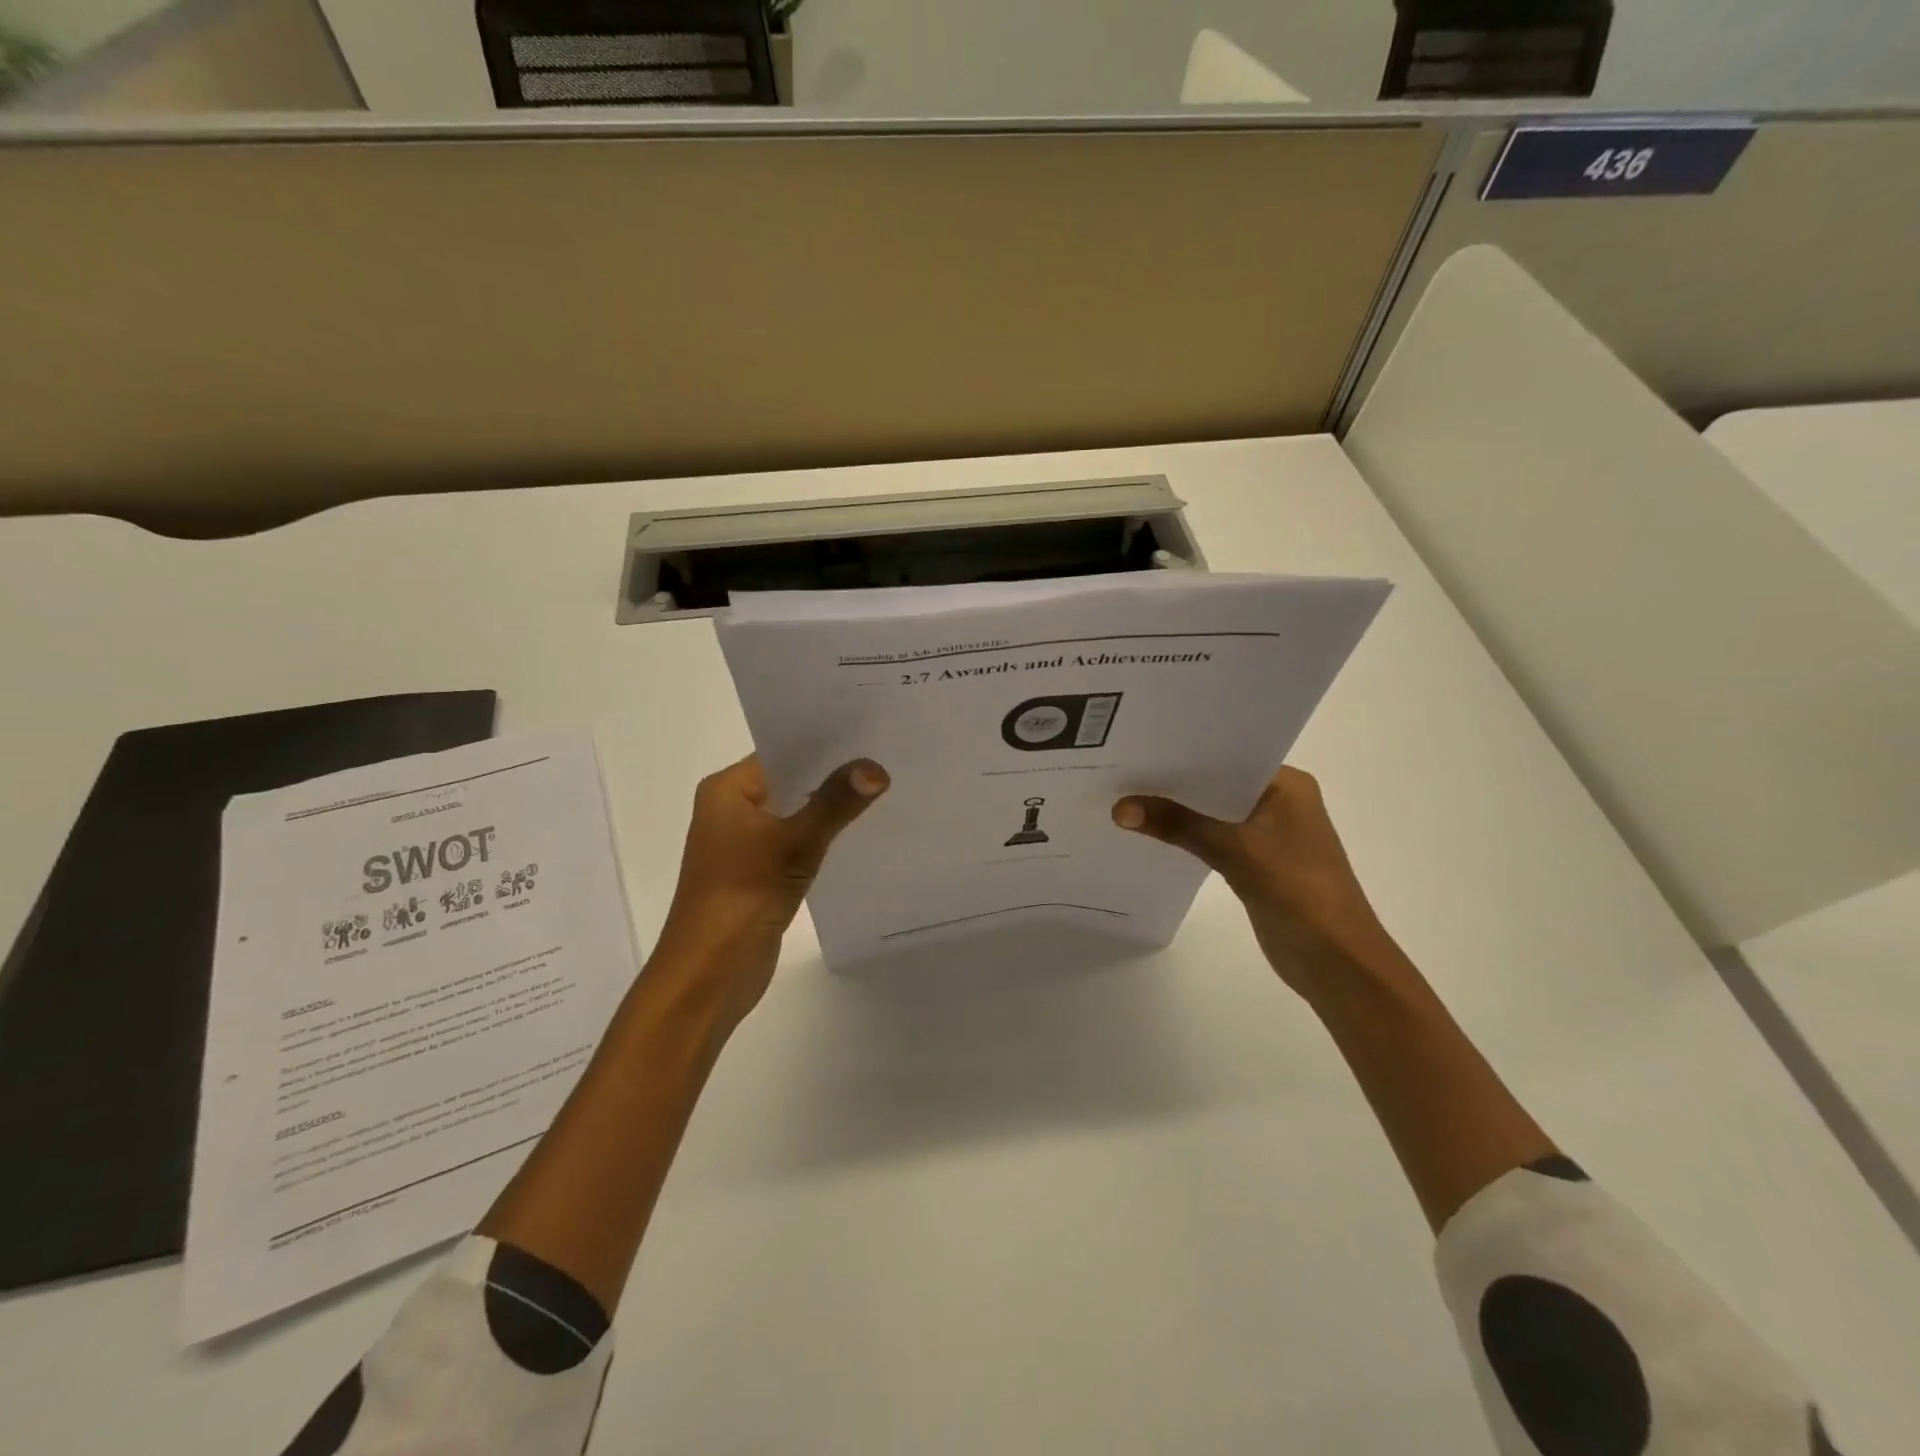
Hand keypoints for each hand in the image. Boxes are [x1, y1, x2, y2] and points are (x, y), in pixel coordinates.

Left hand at [652, 755, 887, 1026]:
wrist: (708, 974)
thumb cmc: (740, 898)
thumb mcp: (793, 845)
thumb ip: (835, 804)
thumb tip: (876, 767)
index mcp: (728, 789)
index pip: (784, 751)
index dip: (827, 743)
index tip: (873, 734)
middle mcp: (733, 807)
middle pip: (793, 779)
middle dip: (836, 773)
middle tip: (888, 757)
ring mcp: (746, 841)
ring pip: (798, 811)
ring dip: (832, 805)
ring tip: (885, 787)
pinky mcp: (760, 870)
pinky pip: (798, 839)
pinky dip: (824, 834)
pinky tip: (862, 829)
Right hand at [1113, 767, 1411, 1002]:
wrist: (1336, 961)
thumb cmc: (1298, 889)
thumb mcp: (1234, 850)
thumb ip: (1178, 825)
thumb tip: (1119, 808)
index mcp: (1287, 785)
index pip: (1227, 755)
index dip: (1184, 751)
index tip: (1139, 744)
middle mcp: (1278, 801)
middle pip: (1216, 784)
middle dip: (1174, 781)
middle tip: (1122, 768)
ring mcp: (1268, 834)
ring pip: (1212, 812)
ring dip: (1178, 810)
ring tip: (1125, 795)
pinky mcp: (1256, 862)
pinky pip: (1213, 839)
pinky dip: (1186, 835)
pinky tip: (1150, 832)